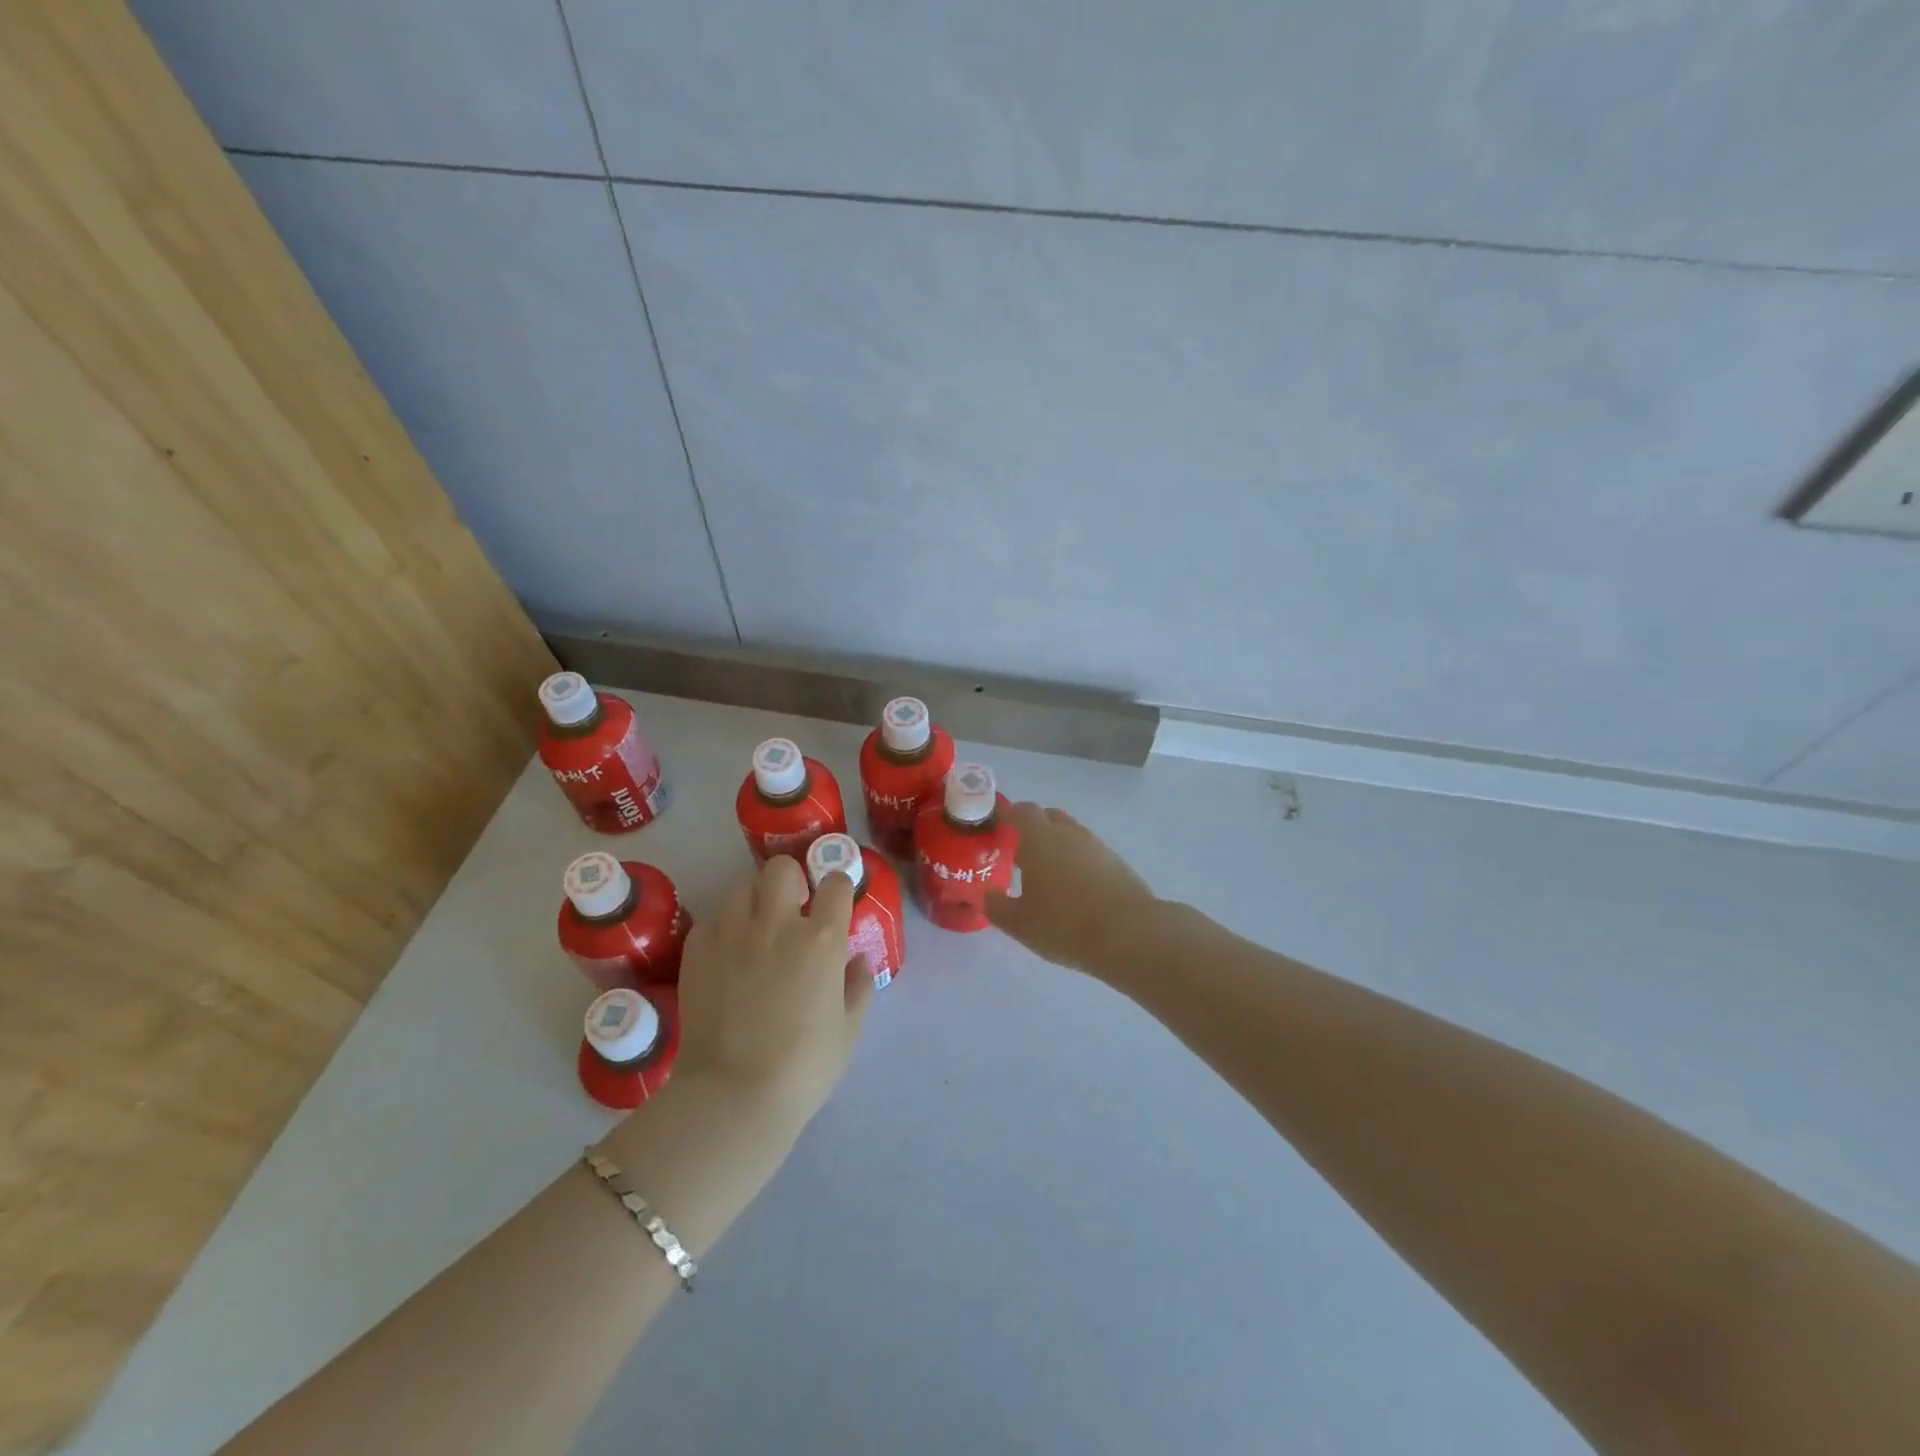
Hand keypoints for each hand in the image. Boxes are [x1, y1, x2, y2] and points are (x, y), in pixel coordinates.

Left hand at [672, 855, 873, 1136]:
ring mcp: (732, 933)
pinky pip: (713, 919)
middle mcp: (777, 923)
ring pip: (742, 886)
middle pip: (782, 868)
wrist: (733, 1096)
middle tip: (792, 908)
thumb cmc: (804, 1068)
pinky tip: (727, 953)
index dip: (837, 889)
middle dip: (791, 879)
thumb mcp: (848, 1031)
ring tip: (755, 927)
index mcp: (821, 939)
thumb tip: (857, 960)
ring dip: (754, 899)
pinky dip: (723, 927)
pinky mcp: (697, 949)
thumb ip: (858, 987)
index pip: (834, 883)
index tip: (835, 903)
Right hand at [985, 802, 1157, 974]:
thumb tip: (986, 895)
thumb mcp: (1020, 923)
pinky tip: (1072, 888)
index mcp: (1039, 838)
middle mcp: (1067, 833)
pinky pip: (1087, 851)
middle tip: (1016, 852)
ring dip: (1054, 844)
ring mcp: (1095, 845)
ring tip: (1044, 874)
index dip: (1003, 815)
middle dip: (1029, 827)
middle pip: (1045, 816)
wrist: (1130, 935)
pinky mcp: (1116, 862)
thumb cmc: (1065, 925)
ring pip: (1069, 833)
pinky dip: (1075, 860)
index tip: (992, 829)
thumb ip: (997, 906)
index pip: (1017, 811)